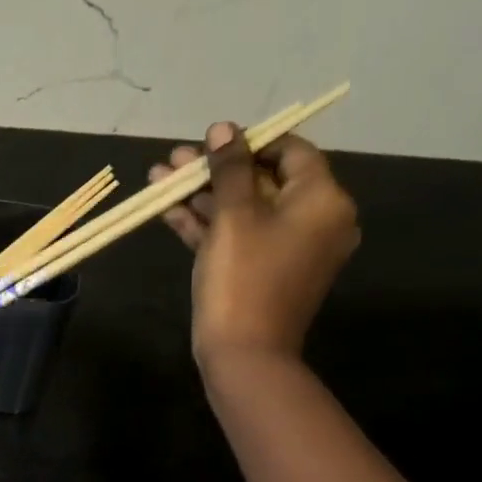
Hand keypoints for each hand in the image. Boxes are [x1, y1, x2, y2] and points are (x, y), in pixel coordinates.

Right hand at [150, 121, 359, 374]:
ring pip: (244, 209)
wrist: (243, 353)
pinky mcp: (264, 270)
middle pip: (262, 180)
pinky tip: (168, 211)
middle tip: (174, 160)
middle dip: (214, 170)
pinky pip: (239, 236)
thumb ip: (229, 168)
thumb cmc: (242, 278)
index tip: (210, 142)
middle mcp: (315, 220)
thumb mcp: (233, 216)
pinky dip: (208, 224)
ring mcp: (289, 248)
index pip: (291, 152)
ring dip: (203, 195)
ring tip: (159, 179)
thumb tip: (224, 128)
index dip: (249, 142)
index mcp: (323, 200)